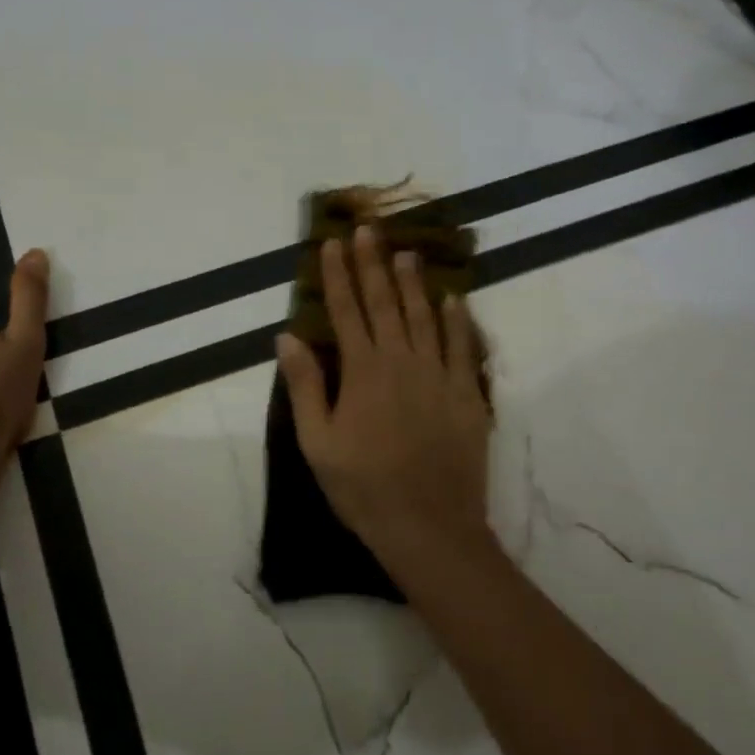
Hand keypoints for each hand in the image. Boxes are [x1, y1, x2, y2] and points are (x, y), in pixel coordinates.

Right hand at [276, 224, 493, 567]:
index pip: (346, 311)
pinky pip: (462, 347)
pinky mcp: (467, 395)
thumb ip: (305, 386)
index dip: (338, 275)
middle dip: (374, 264)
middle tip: (370, 229)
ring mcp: (438, 375)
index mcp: (362, 371)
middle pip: (385, 303)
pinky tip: (453, 299)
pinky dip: (457, 321)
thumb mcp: (318, 443)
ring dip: (414, 282)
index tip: (333, 243)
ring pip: (424, 317)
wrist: (429, 526)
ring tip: (407, 252)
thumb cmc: (364, 488)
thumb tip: (287, 337)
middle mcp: (401, 361)